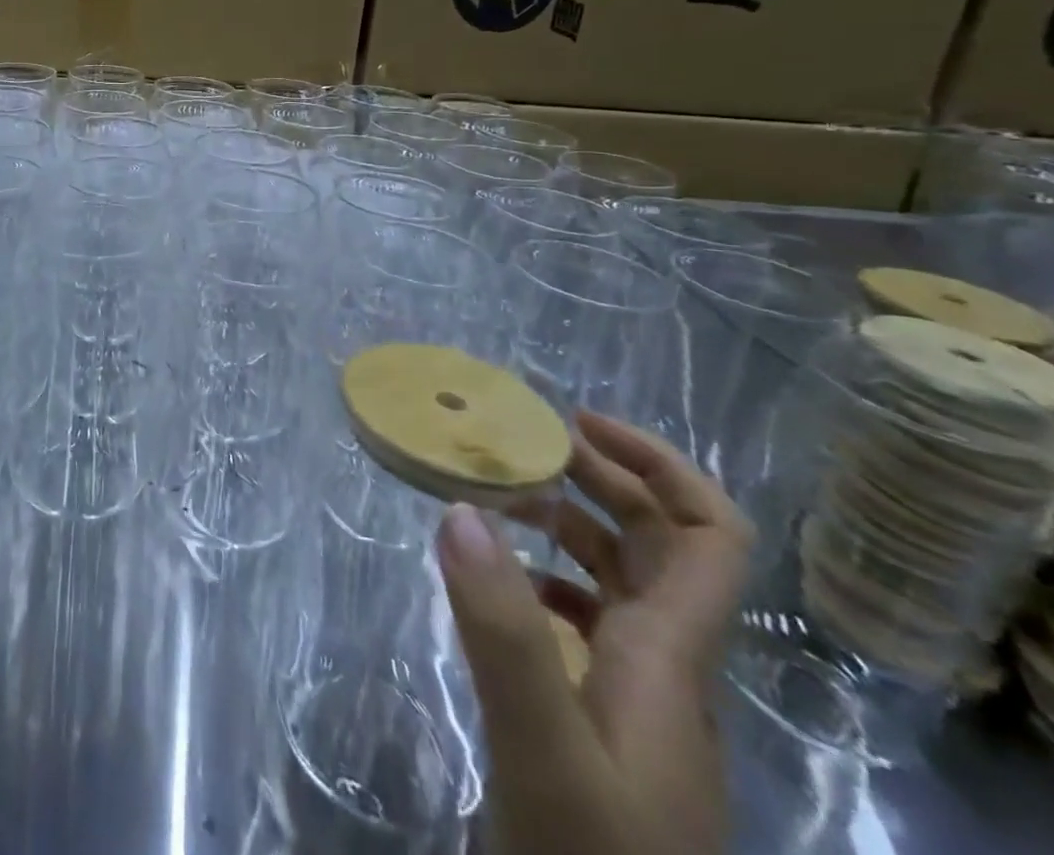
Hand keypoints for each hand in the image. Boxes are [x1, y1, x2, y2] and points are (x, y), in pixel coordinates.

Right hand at [438, 412, 753, 854]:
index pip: (708, 538)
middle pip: (662, 547)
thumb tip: (462, 508)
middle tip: (523, 439)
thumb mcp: (542, 748)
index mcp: (669, 658)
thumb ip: (503, 630)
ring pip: (624, 583)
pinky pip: (591, 623)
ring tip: (502, 492)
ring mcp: (638, 701)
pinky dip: (549, 578)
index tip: (575, 422)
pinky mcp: (604, 723)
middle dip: (603, 478)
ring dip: (573, 524)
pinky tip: (500, 581)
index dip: (659, 464)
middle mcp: (667, 668)